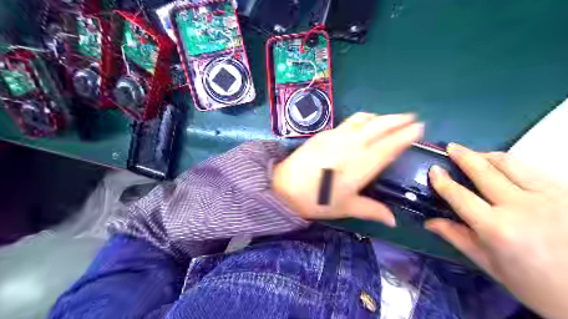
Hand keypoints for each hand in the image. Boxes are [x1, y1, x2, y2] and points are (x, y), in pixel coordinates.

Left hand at [273, 112, 423, 226]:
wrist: (284, 186)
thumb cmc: (317, 200)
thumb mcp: (346, 207)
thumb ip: (372, 210)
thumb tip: (394, 220)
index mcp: (362, 164)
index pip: (390, 145)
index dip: (406, 135)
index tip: (419, 127)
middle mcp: (353, 145)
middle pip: (380, 126)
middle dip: (398, 119)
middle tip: (411, 117)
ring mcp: (338, 135)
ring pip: (365, 119)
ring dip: (381, 116)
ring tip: (390, 118)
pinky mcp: (325, 132)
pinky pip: (350, 121)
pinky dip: (363, 119)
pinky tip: (364, 123)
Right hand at [429, 145, 567, 318]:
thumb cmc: (535, 285)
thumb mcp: (489, 264)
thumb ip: (456, 237)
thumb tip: (429, 222)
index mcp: (496, 228)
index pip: (459, 195)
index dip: (442, 181)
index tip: (434, 170)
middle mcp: (521, 207)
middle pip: (484, 171)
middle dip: (464, 156)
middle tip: (451, 147)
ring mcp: (549, 197)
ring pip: (511, 163)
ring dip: (488, 155)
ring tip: (476, 154)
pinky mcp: (567, 193)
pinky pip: (533, 169)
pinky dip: (513, 164)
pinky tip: (504, 168)